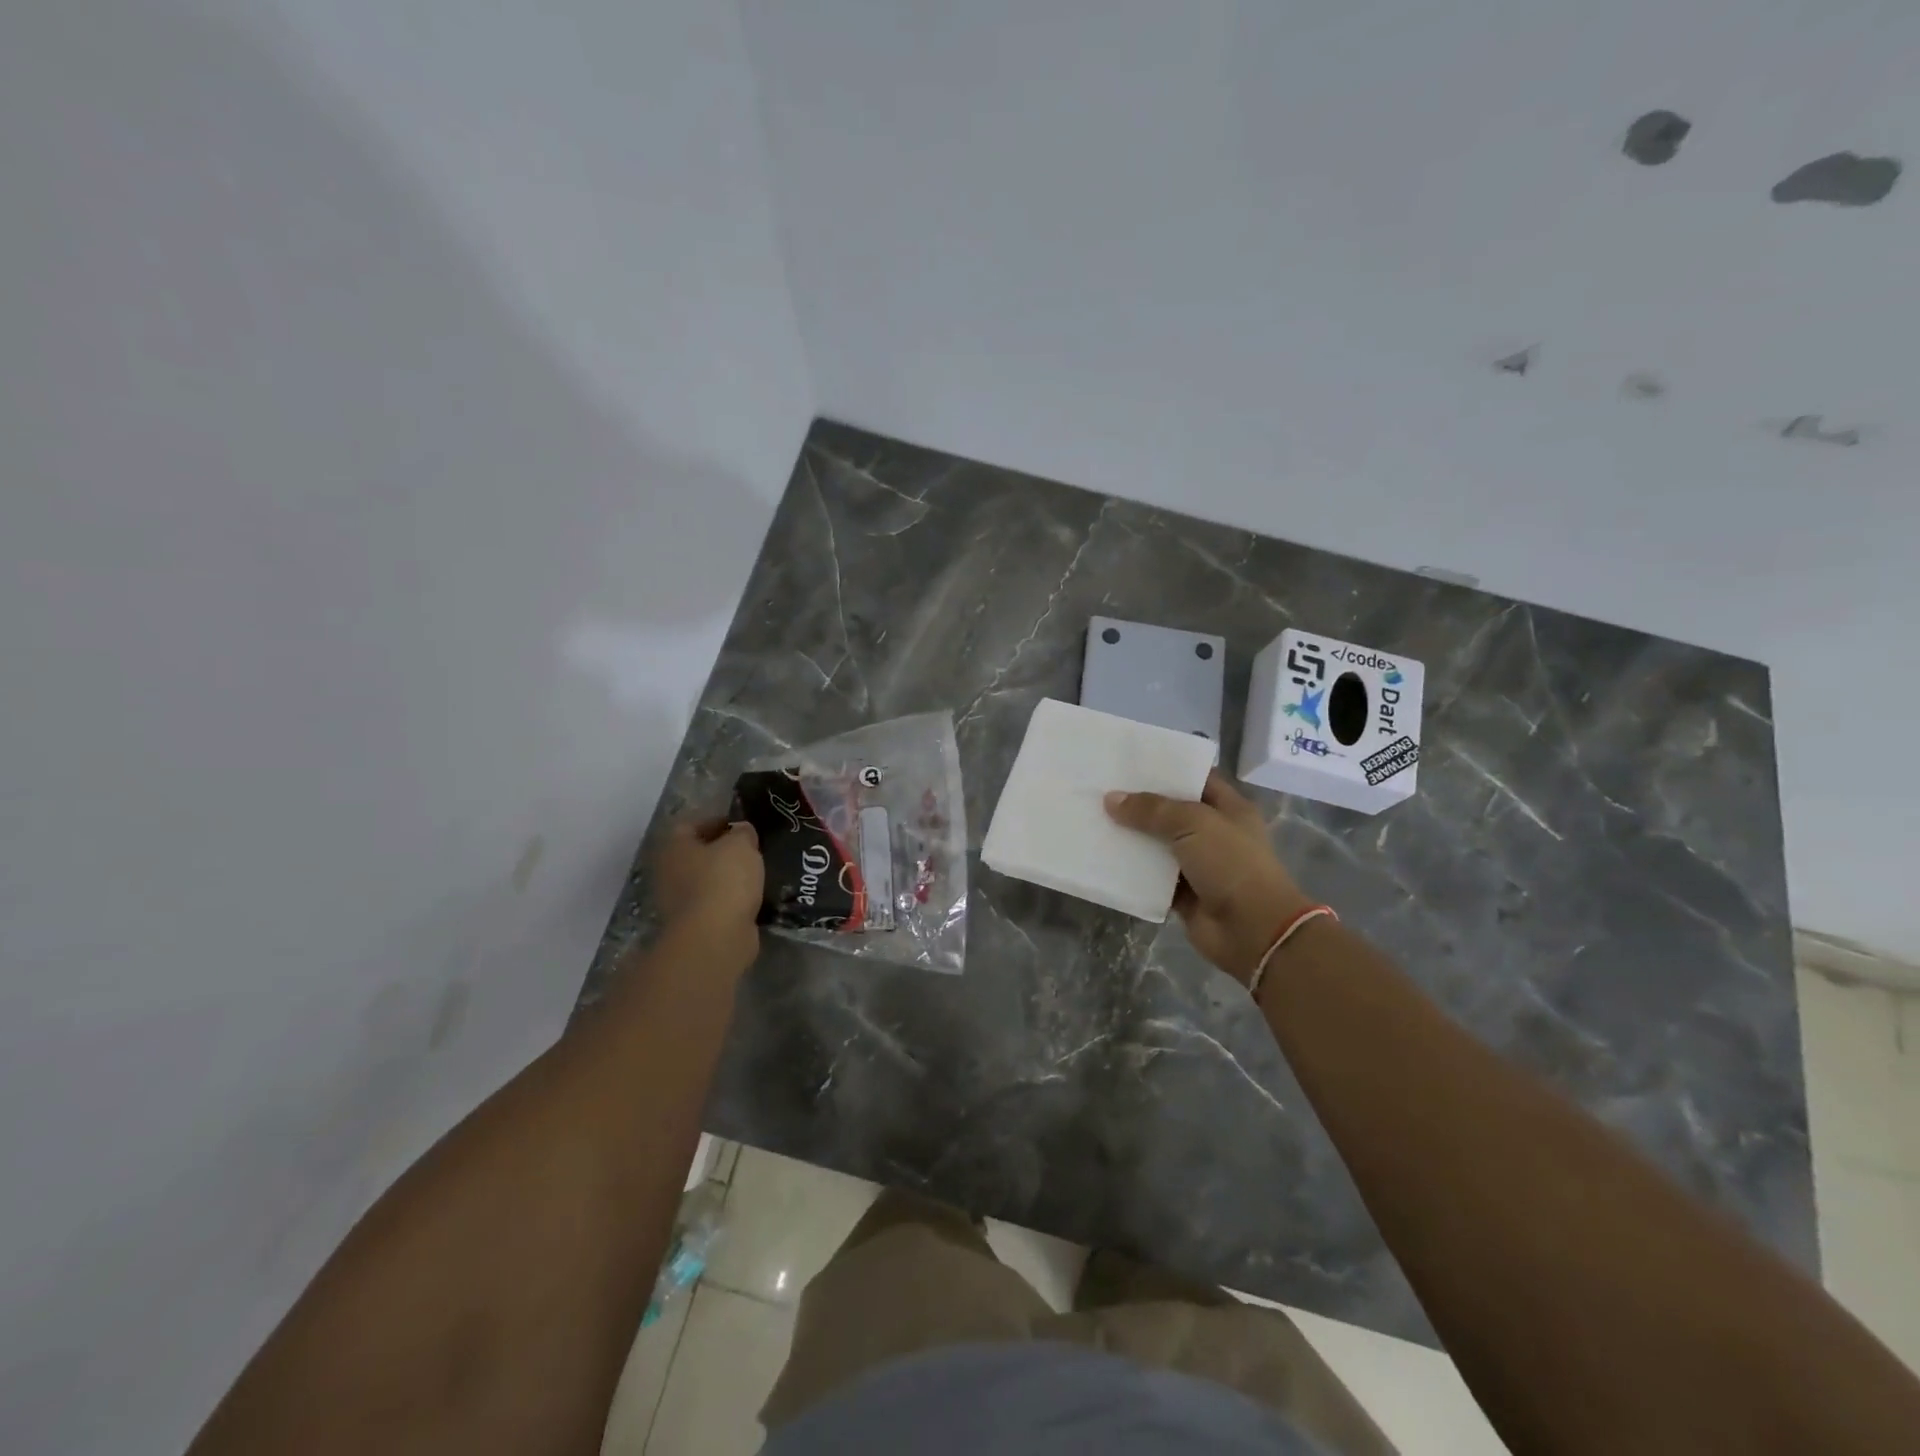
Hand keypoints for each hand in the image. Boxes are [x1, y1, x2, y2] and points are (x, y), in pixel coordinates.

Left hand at [656, 818, 762, 966]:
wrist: (715, 938)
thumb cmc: (723, 880)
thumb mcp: (741, 844)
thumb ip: (742, 832)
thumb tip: (741, 831)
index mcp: (674, 847)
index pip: (690, 824)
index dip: (716, 820)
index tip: (742, 824)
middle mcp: (669, 872)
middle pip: (698, 854)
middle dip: (723, 851)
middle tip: (752, 849)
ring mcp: (679, 902)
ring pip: (707, 880)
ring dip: (729, 877)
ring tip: (758, 873)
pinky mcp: (695, 925)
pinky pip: (716, 904)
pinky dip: (732, 901)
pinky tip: (754, 897)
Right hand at [1104, 770, 1314, 983]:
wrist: (1252, 930)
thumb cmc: (1231, 864)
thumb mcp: (1193, 823)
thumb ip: (1151, 810)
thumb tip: (1111, 799)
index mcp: (1228, 809)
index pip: (1195, 779)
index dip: (1166, 770)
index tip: (1129, 762)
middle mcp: (1213, 834)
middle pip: (1171, 812)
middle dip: (1140, 804)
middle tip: (1102, 789)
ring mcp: (1198, 865)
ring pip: (1157, 845)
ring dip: (1131, 838)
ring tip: (1094, 820)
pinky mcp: (1183, 894)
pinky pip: (1151, 878)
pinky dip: (1131, 872)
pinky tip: (1102, 858)